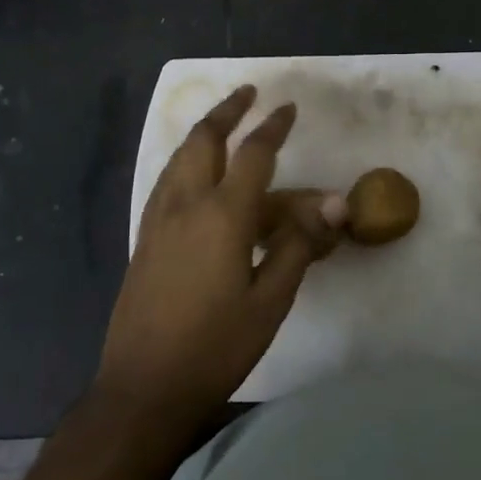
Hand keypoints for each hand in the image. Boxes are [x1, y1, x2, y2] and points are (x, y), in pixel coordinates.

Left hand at [98, 86, 345, 431]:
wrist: (144, 387)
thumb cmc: (216, 346)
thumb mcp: (271, 300)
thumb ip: (300, 245)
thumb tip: (336, 204)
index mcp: (222, 215)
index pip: (253, 154)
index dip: (273, 127)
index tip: (288, 107)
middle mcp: (185, 205)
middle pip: (204, 140)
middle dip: (227, 111)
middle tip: (247, 92)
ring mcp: (158, 220)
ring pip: (179, 157)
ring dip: (203, 132)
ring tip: (222, 123)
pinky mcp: (144, 238)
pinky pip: (167, 180)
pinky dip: (185, 160)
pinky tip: (194, 174)